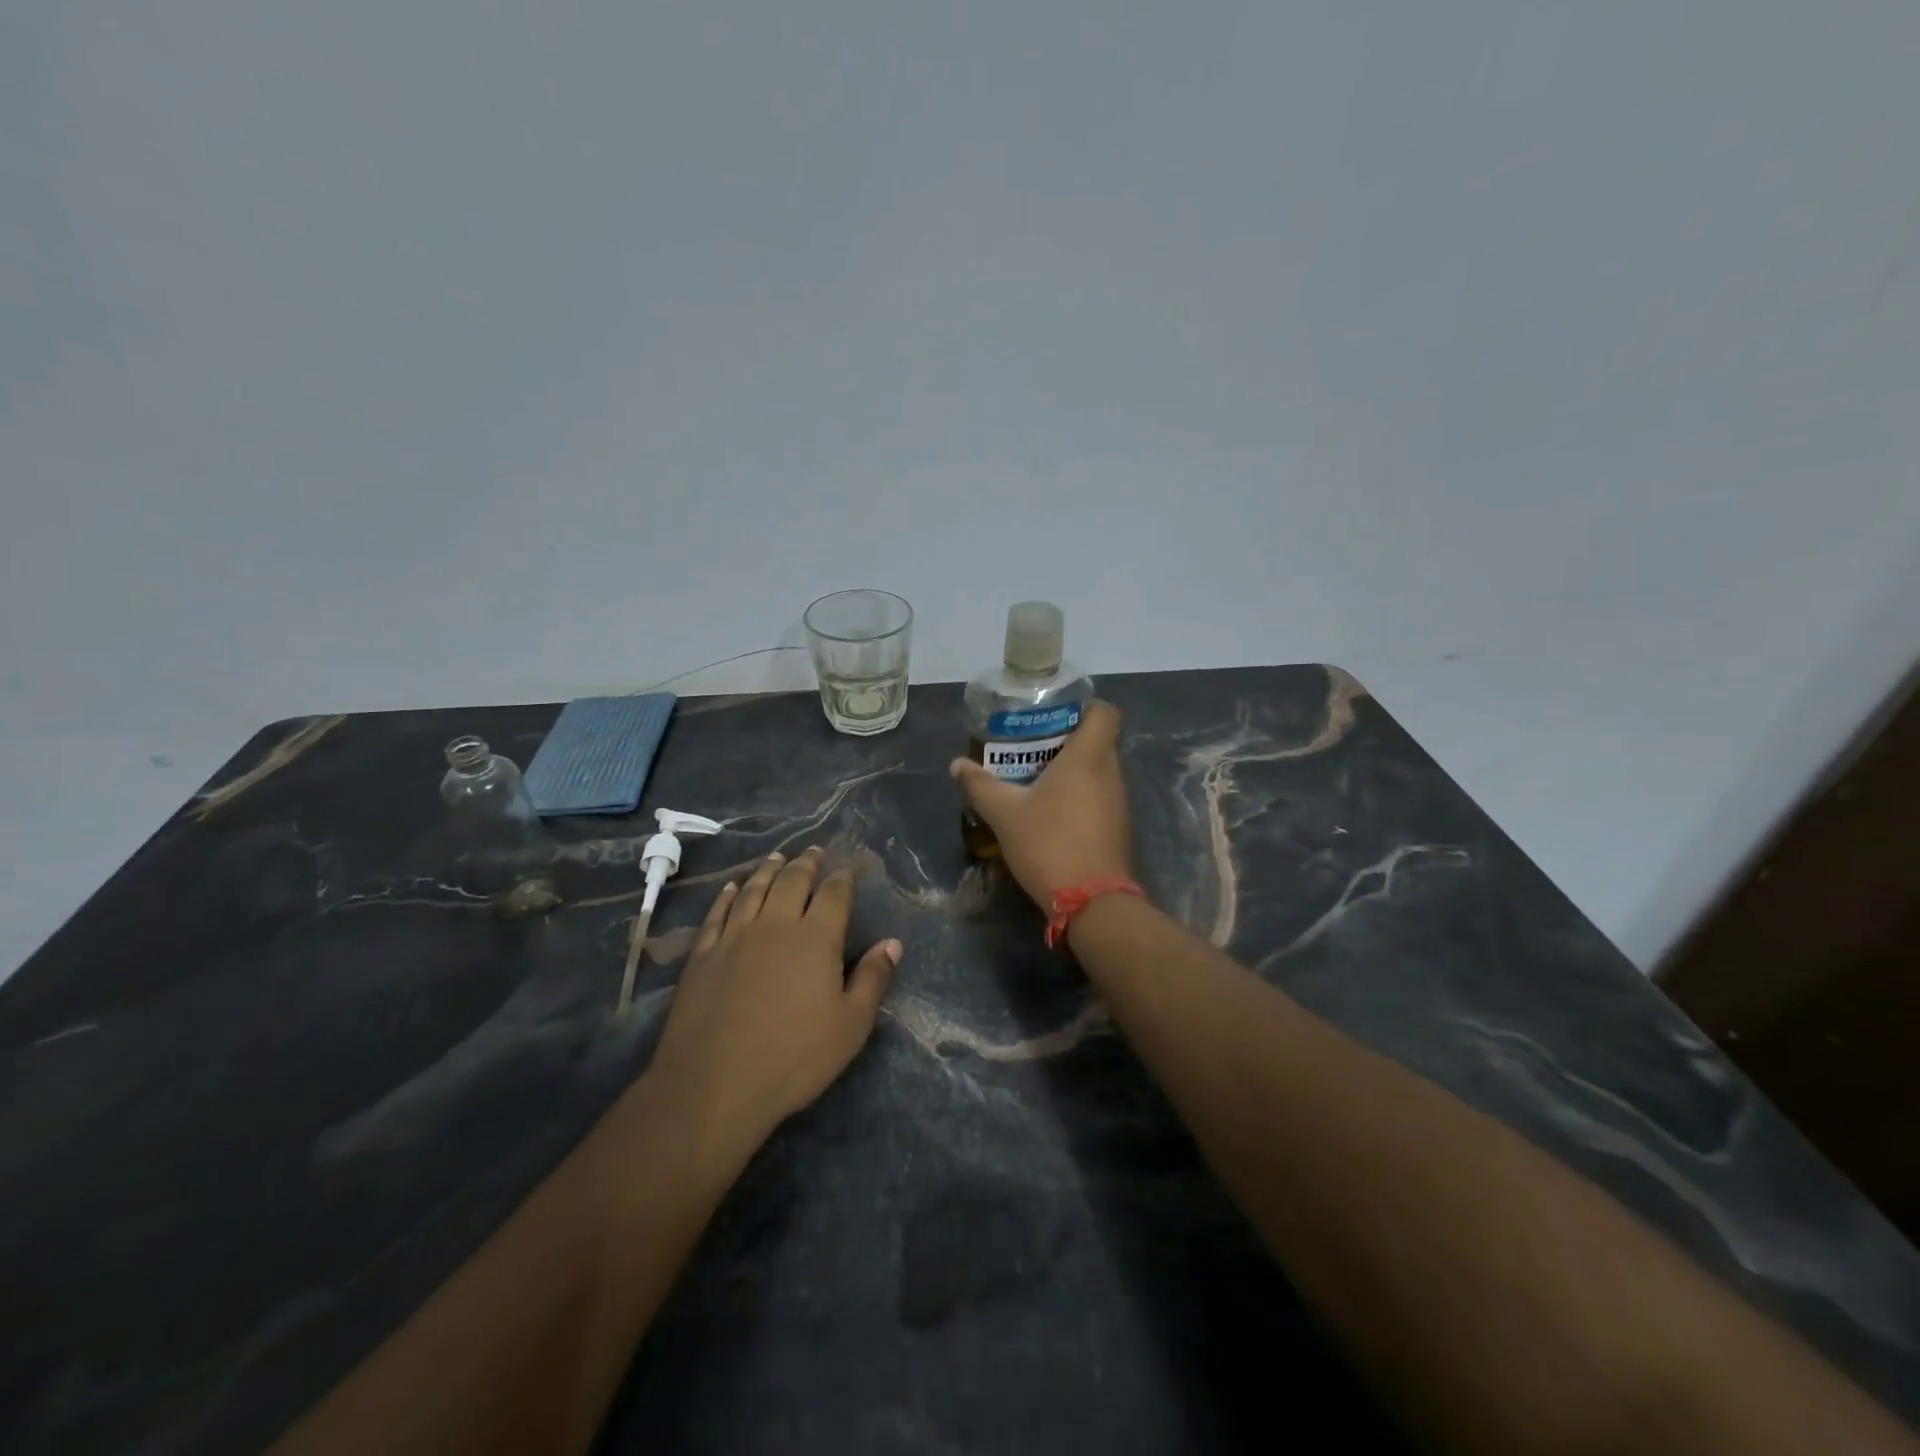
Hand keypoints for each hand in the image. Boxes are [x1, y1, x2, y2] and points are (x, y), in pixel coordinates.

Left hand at [648, 847, 900, 1146]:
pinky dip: (727, 895)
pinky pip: (717, 913)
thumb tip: (893, 943)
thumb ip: (873, 979)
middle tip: (814, 851)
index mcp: (815, 938)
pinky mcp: (703, 955)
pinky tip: (732, 888)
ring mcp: (734, 937)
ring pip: (754, 889)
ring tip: (777, 857)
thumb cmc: (793, 1058)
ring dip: (768, 869)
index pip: (834, 895)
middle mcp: (775, 925)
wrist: (713, 1086)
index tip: (848, 869)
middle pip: (792, 882)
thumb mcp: (851, 1026)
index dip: (843, 879)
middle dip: (806, 863)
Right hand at [949, 700, 1134, 910]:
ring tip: (1035, 778)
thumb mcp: (1005, 814)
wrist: (1092, 903)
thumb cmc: (1050, 844)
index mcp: (1089, 757)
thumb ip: (980, 785)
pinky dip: (1079, 795)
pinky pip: (1099, 795)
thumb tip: (957, 764)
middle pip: (1097, 740)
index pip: (1104, 711)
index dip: (1084, 706)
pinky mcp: (1118, 827)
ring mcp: (1119, 801)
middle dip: (1066, 739)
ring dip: (1072, 770)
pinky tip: (1050, 811)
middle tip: (1031, 747)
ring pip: (1098, 770)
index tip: (1054, 715)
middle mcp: (1111, 772)